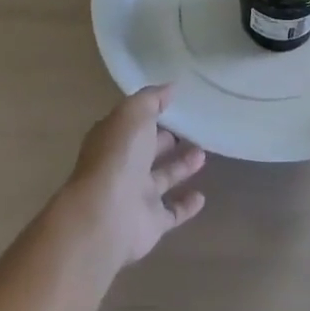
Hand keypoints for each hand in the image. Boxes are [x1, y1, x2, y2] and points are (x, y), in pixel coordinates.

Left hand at [61, 86, 206, 273]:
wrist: (106, 216)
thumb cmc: (118, 156)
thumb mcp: (133, 114)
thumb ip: (151, 99)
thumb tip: (170, 87)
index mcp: (114, 139)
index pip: (134, 123)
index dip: (152, 113)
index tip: (176, 103)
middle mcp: (123, 166)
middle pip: (148, 150)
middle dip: (166, 140)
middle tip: (193, 129)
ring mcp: (135, 196)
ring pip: (162, 178)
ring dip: (181, 167)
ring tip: (203, 154)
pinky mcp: (150, 223)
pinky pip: (171, 212)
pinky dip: (186, 205)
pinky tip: (202, 197)